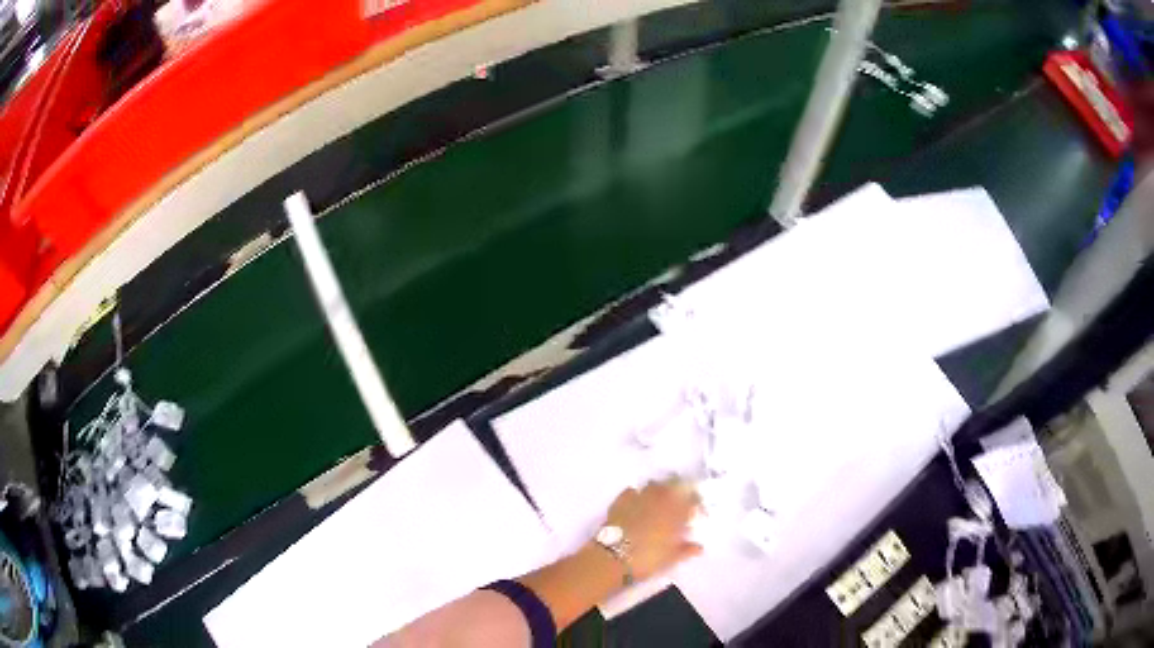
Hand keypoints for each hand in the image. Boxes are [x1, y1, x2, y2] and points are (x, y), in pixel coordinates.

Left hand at [603, 479, 702, 580]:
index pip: (691, 498)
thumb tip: (698, 547)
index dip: (695, 502)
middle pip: (674, 485)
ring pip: (654, 485)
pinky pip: (632, 491)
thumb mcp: (671, 558)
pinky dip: (637, 494)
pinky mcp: (620, 501)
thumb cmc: (647, 559)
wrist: (613, 558)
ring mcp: (638, 498)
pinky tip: (637, 503)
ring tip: (659, 502)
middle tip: (679, 503)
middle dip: (679, 492)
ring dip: (659, 491)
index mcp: (676, 512)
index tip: (696, 510)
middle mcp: (659, 500)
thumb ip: (686, 549)